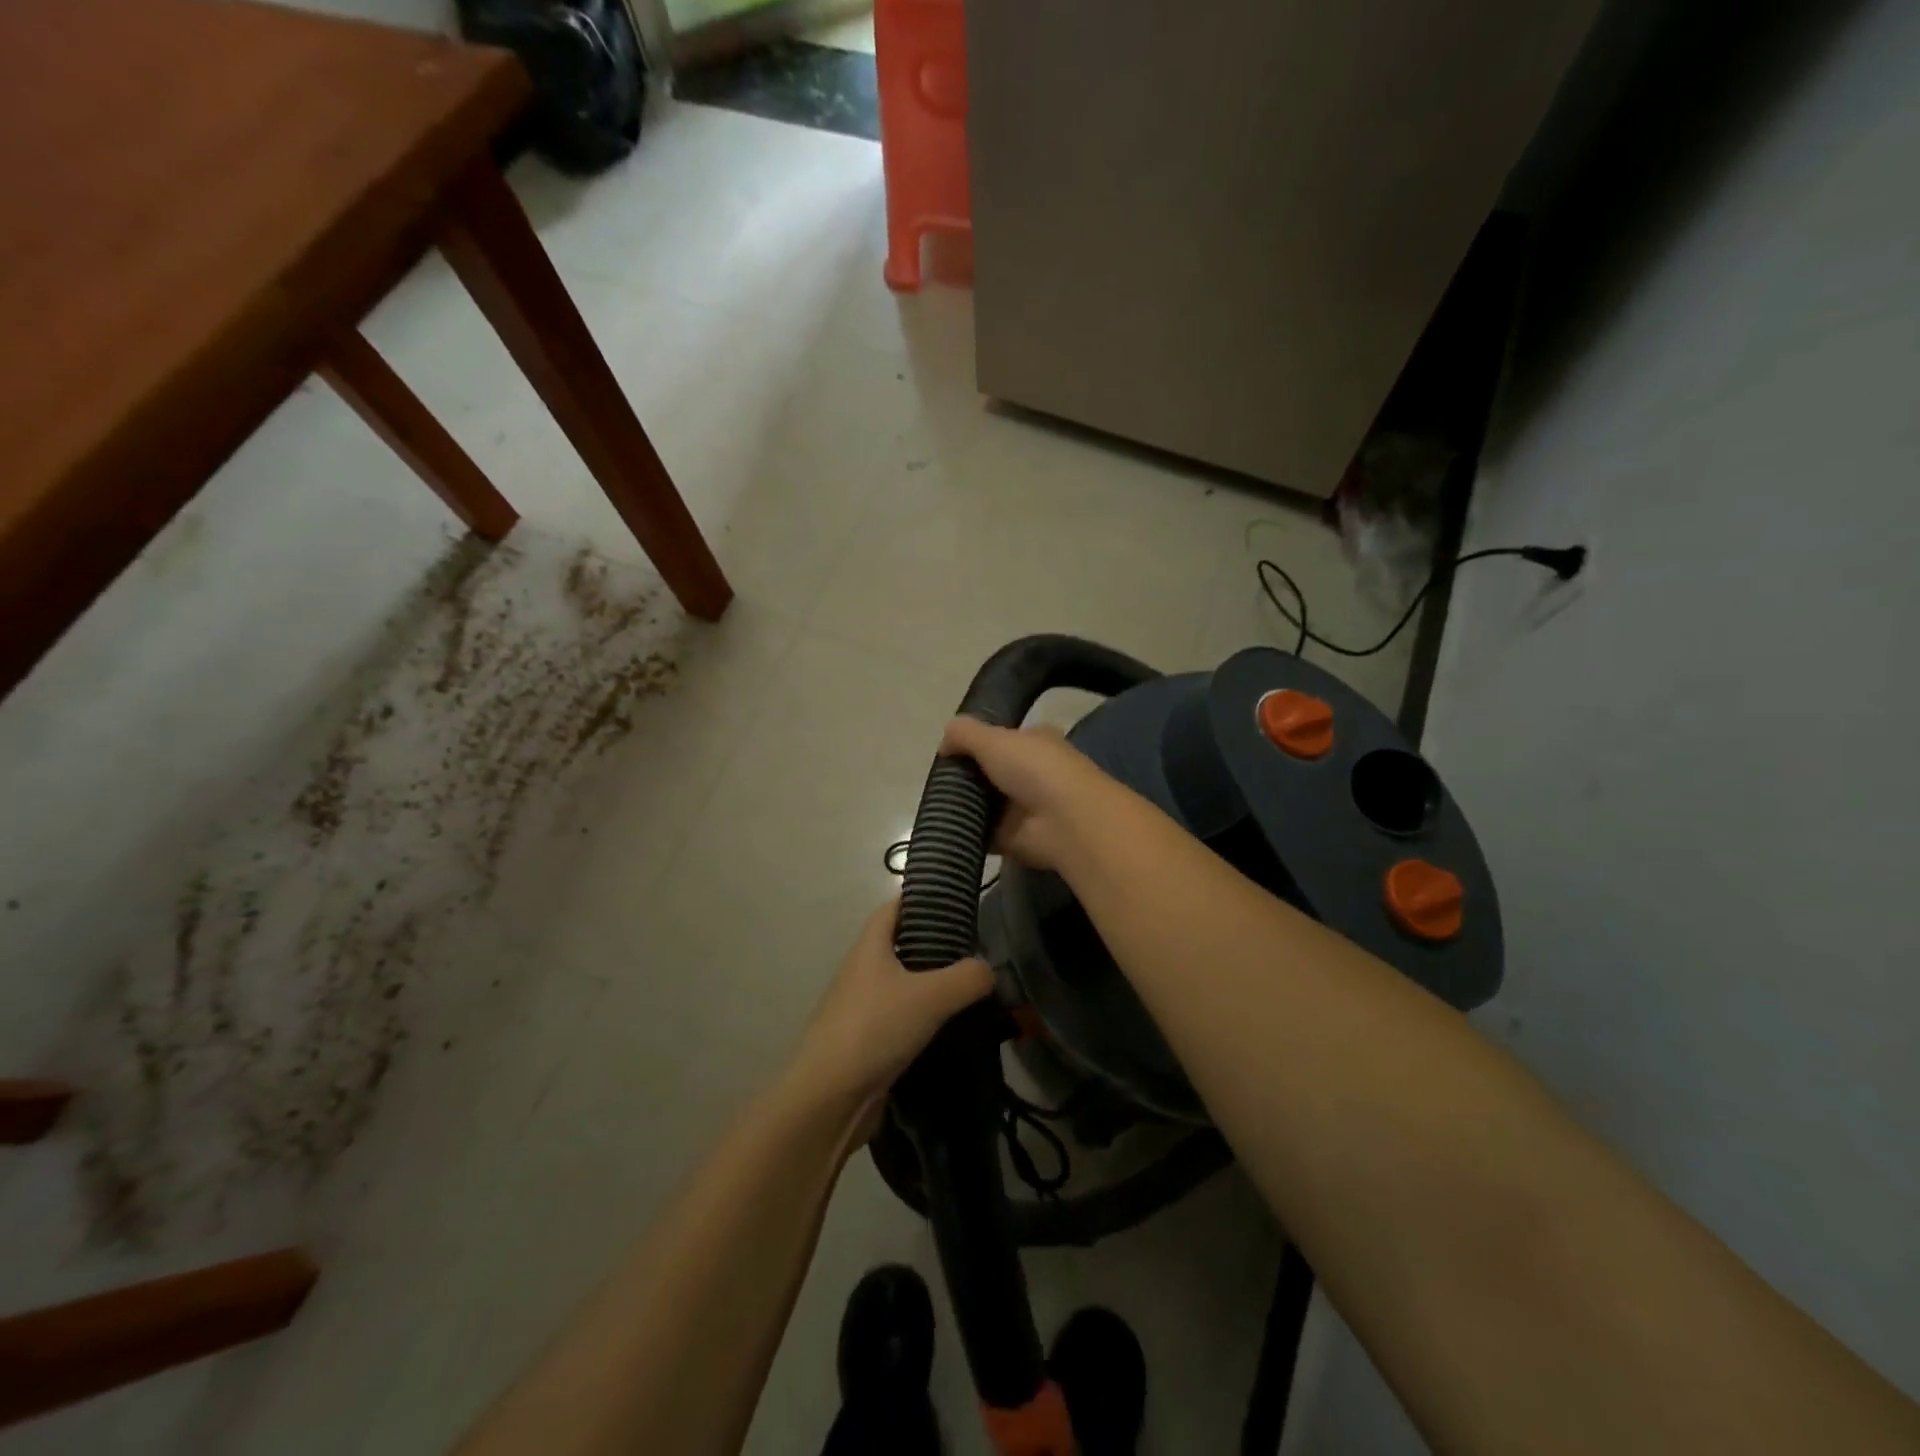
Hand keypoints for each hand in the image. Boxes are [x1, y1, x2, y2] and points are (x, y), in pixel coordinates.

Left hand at [787, 899, 993, 1124]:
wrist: (829, 1099)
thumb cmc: (874, 1029)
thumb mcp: (930, 996)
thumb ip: (967, 978)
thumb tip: (989, 970)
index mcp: (869, 948)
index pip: (892, 909)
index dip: (919, 900)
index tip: (953, 902)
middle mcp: (862, 973)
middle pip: (899, 947)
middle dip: (934, 946)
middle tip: (974, 951)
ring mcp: (861, 1009)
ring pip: (902, 986)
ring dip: (931, 987)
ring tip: (971, 991)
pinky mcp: (866, 1044)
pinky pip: (900, 1021)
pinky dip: (924, 1021)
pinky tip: (951, 1030)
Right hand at [939, 717, 1116, 871]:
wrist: (1064, 822)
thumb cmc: (1034, 769)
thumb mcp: (994, 739)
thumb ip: (964, 734)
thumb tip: (944, 742)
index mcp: (1036, 742)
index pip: (1004, 738)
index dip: (978, 743)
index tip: (949, 752)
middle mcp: (1034, 773)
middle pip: (992, 773)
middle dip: (968, 778)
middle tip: (938, 782)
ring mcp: (1027, 808)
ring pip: (987, 804)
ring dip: (966, 807)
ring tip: (937, 806)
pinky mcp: (1017, 838)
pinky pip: (985, 834)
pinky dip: (969, 833)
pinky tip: (947, 830)